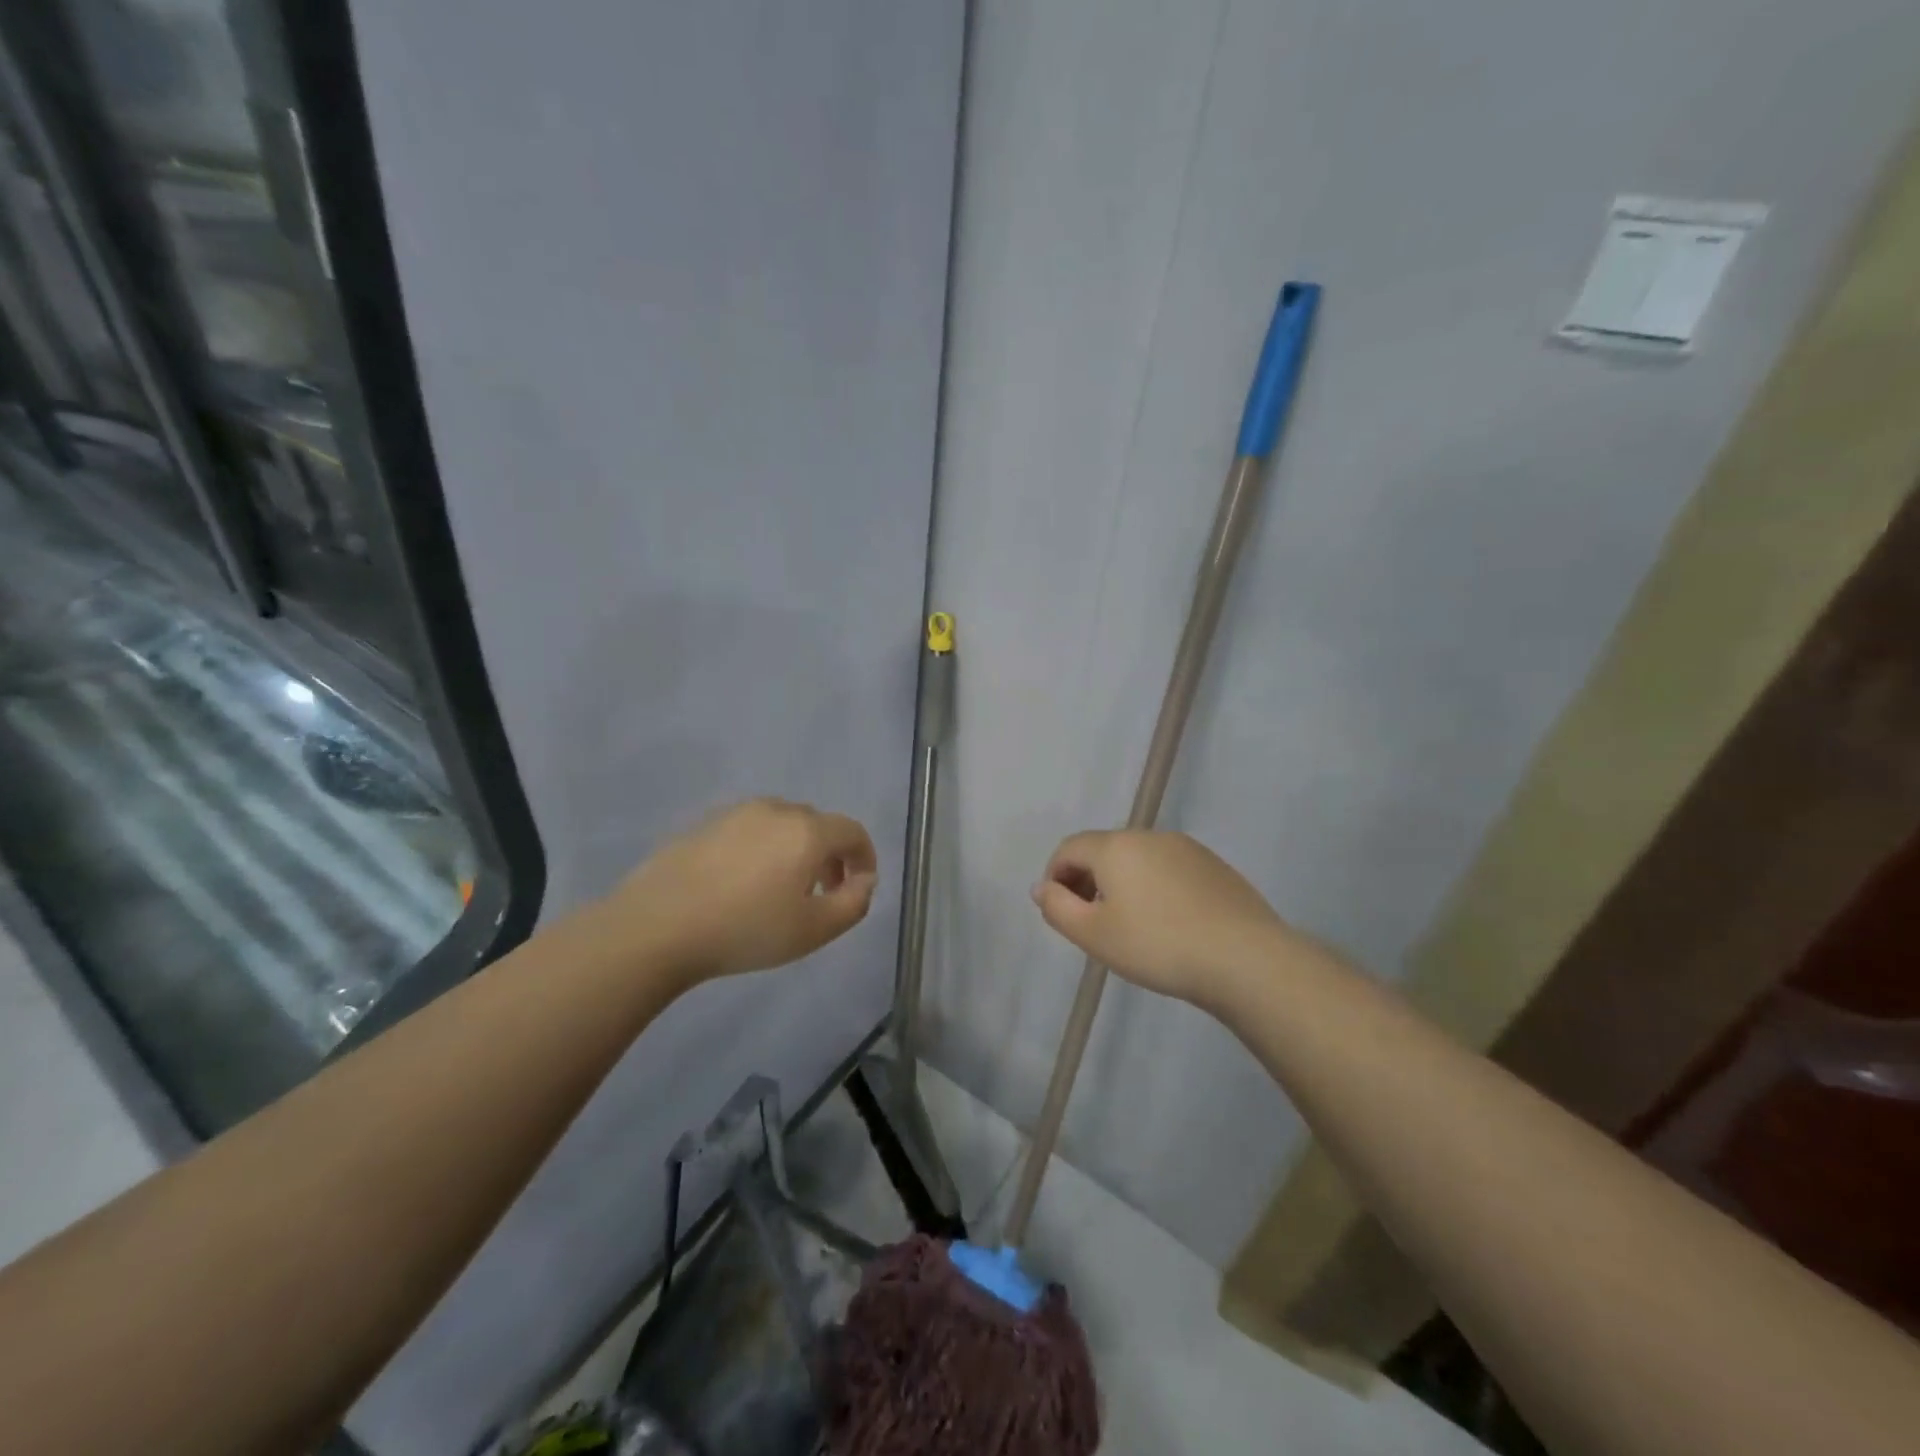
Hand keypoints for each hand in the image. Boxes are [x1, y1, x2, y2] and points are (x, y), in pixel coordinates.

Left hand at [601, 798, 877, 983]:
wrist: (656, 926)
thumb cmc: (745, 930)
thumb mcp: (814, 930)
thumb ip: (853, 903)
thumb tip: (864, 880)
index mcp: (807, 831)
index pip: (853, 831)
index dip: (865, 857)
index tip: (859, 887)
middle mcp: (776, 810)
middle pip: (818, 825)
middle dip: (831, 855)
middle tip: (822, 893)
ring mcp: (736, 813)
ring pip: (782, 825)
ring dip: (795, 850)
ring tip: (781, 890)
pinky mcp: (704, 823)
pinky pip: (749, 830)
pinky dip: (761, 849)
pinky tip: (741, 884)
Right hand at [1032, 829, 1297, 1003]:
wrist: (1245, 958)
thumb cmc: (1158, 946)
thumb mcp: (1094, 935)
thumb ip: (1057, 908)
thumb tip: (1042, 887)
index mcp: (1115, 847)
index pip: (1069, 848)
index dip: (1054, 876)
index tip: (1059, 911)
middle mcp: (1149, 836)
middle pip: (1103, 850)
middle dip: (1086, 880)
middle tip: (1089, 922)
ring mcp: (1186, 848)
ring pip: (1137, 859)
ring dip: (1121, 883)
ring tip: (1129, 925)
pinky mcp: (1214, 866)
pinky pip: (1168, 869)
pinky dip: (1154, 887)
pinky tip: (1167, 923)